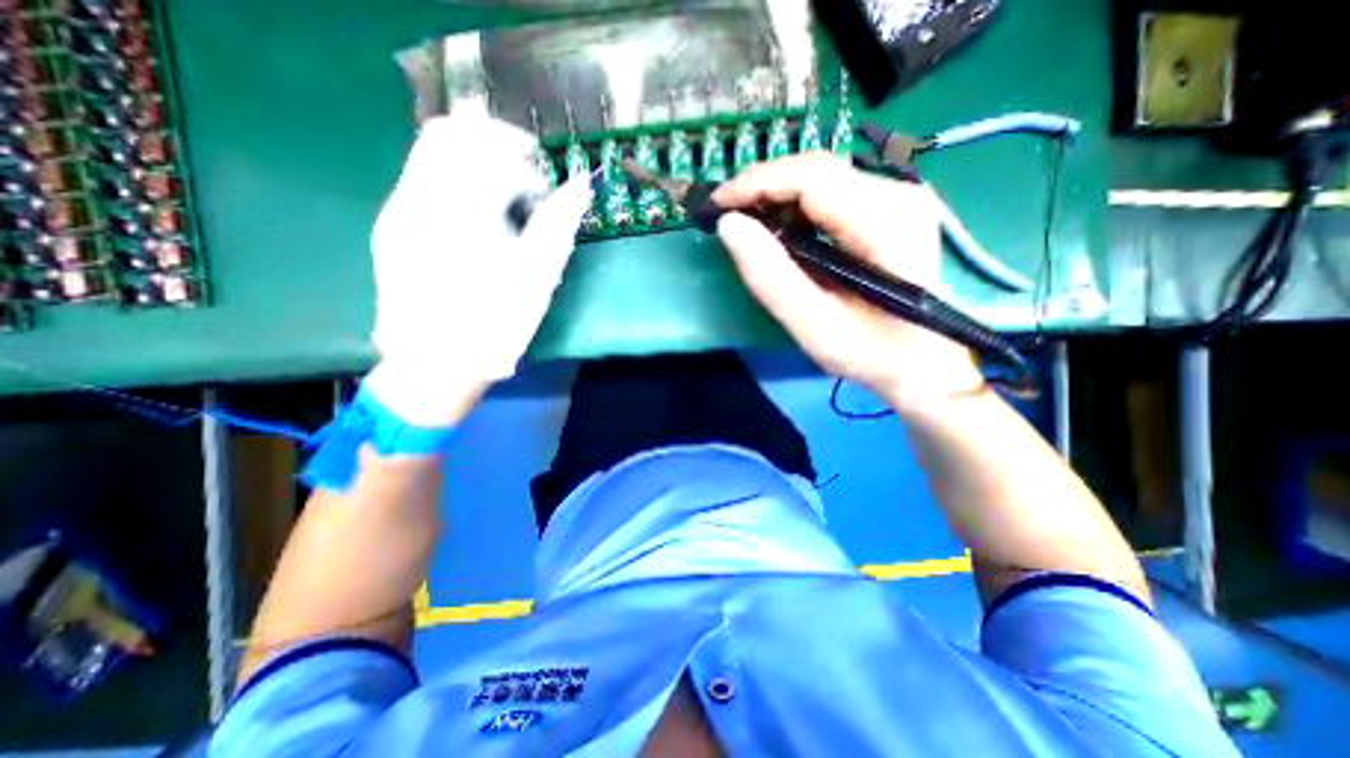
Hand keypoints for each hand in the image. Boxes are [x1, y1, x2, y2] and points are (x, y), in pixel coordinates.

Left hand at [364, 113, 590, 425]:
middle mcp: (417, 198)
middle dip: (491, 146)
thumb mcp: (537, 277)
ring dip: (471, 165)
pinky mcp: (392, 229)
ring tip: (503, 202)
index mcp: (458, 209)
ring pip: (430, 157)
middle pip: (447, 135)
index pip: (481, 141)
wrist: (435, 366)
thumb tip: (579, 186)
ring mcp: (397, 212)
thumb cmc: (494, 325)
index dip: (518, 147)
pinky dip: (454, 184)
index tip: (542, 174)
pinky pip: (421, 183)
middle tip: (524, 179)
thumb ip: (558, 224)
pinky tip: (477, 221)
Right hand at [716, 150, 983, 416]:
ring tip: (747, 224)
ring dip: (777, 195)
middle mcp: (899, 195)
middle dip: (762, 187)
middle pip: (816, 170)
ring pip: (822, 176)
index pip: (811, 178)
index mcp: (885, 223)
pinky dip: (797, 205)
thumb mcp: (813, 327)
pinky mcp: (892, 206)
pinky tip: (780, 229)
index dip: (757, 183)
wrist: (923, 359)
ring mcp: (899, 196)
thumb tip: (729, 225)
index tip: (717, 205)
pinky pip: (833, 191)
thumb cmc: (871, 352)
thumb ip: (770, 278)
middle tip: (726, 215)